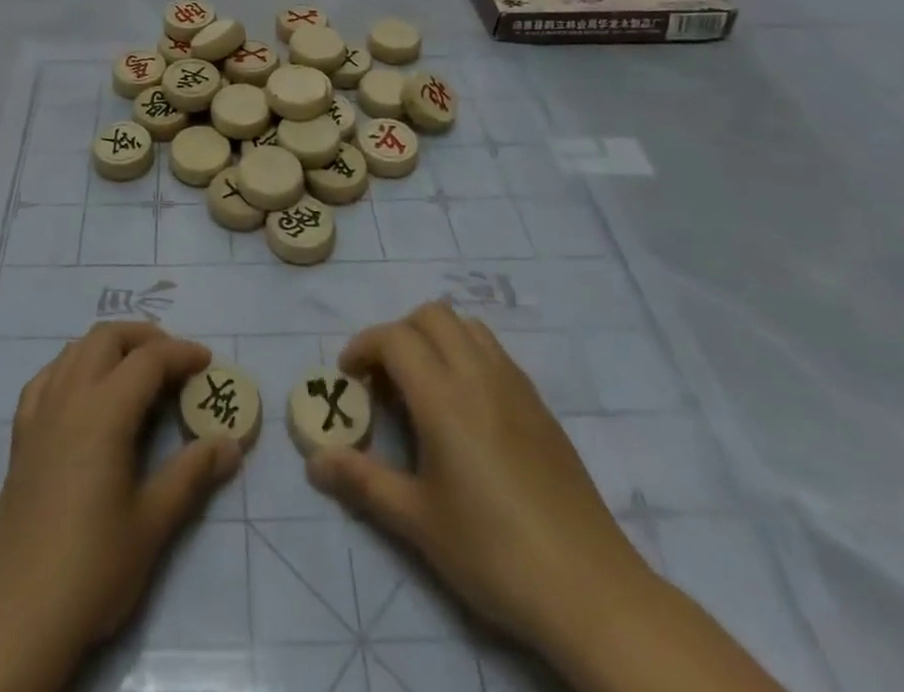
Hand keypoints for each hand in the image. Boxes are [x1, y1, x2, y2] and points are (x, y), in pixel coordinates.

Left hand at [0, 323, 241, 691]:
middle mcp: (69, 398)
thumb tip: (230, 444)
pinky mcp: (21, 437)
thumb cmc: (92, 568)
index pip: (148, 359)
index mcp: (104, 411)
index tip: (206, 362)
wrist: (17, 618)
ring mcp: (39, 414)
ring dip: (108, 347)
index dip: (181, 353)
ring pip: (74, 350)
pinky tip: (83, 393)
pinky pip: (46, 378)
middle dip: (144, 337)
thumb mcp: (152, 523)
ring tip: (135, 373)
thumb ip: (192, 474)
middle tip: (173, 362)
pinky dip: (72, 368)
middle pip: (107, 337)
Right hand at [306, 303, 650, 658]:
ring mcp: (515, 385)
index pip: (394, 337)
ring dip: (436, 338)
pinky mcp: (540, 405)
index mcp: (443, 396)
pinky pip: (495, 352)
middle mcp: (478, 374)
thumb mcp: (417, 521)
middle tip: (384, 378)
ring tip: (425, 385)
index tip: (348, 377)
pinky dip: (468, 354)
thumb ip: (362, 482)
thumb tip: (314, 461)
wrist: (589, 589)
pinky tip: (467, 408)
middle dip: (398, 333)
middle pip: (431, 315)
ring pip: (467, 326)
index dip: (363, 346)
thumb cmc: (493, 552)